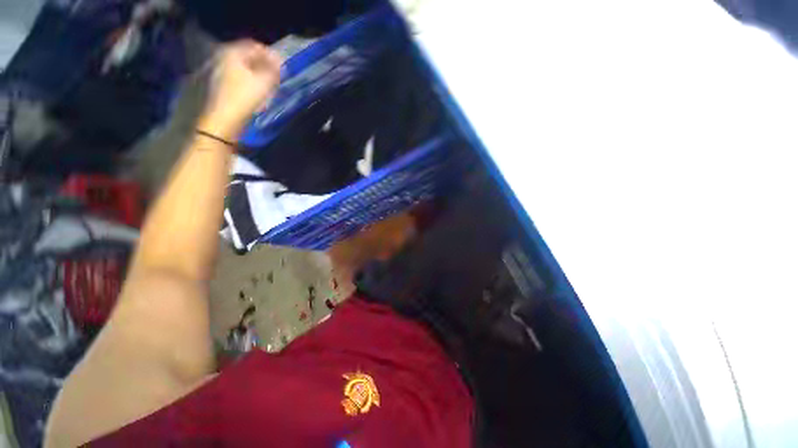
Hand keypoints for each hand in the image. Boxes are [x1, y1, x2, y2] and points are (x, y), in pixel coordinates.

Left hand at [198, 39, 281, 140]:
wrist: (225, 119)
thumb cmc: (245, 97)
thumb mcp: (265, 82)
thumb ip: (274, 70)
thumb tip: (280, 62)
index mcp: (233, 52)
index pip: (254, 45)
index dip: (270, 54)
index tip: (282, 66)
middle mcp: (224, 57)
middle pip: (248, 56)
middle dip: (264, 64)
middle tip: (277, 75)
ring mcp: (220, 71)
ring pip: (244, 67)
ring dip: (258, 73)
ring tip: (270, 84)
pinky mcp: (222, 84)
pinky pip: (240, 76)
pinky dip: (251, 80)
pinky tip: (259, 91)